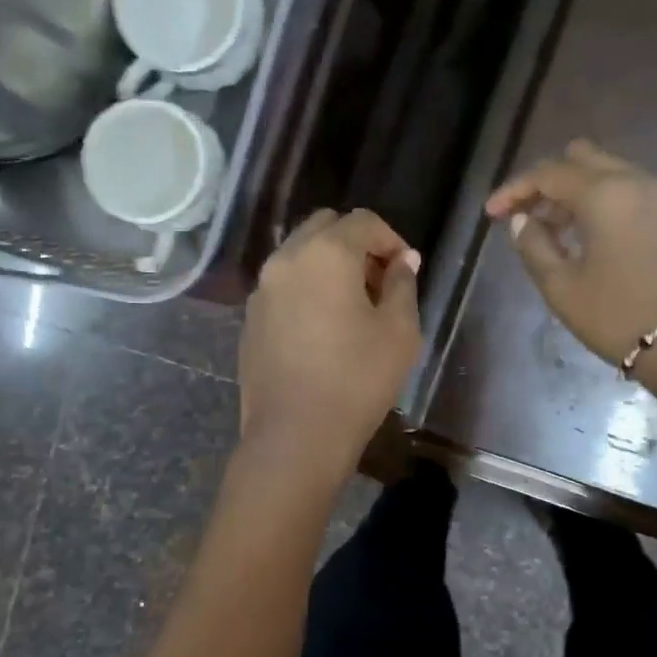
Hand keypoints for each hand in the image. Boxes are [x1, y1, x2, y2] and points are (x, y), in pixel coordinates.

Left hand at [238, 208, 422, 481]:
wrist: (295, 435)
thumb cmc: (357, 380)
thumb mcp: (399, 331)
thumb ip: (403, 285)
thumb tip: (403, 261)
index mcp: (326, 253)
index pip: (364, 221)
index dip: (392, 239)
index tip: (406, 271)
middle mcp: (286, 259)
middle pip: (325, 227)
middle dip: (357, 244)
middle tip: (379, 282)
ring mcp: (262, 289)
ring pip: (299, 254)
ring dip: (328, 264)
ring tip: (351, 305)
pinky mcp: (250, 318)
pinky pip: (283, 285)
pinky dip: (306, 288)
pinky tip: (322, 327)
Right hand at [486, 140, 656, 365]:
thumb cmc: (615, 316)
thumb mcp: (561, 286)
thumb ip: (533, 245)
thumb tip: (521, 221)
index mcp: (604, 194)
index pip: (548, 173)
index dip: (514, 191)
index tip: (492, 214)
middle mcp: (635, 181)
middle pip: (581, 159)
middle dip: (547, 182)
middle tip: (526, 215)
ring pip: (607, 172)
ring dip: (574, 192)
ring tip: (551, 229)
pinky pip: (628, 191)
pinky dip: (601, 201)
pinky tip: (585, 234)